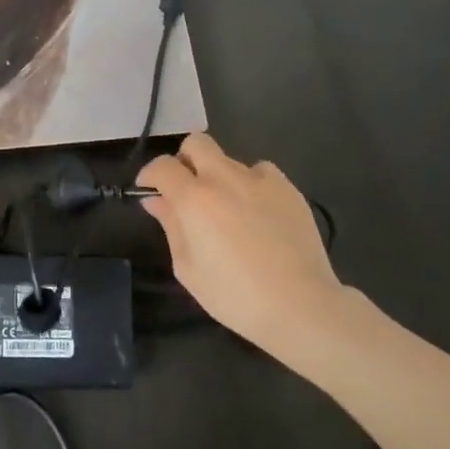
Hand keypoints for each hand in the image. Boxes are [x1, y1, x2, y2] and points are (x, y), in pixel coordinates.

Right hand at [138, 134, 346, 363]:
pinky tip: (257, 212)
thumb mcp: (187, 267)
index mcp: (194, 198)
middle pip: (196, 143)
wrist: (300, 305)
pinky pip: (261, 172)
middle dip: (185, 160)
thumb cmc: (234, 295)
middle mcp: (224, 178)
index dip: (150, 175)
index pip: (162, 166)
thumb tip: (156, 200)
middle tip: (187, 189)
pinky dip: (252, 184)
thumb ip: (170, 226)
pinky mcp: (287, 188)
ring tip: (229, 209)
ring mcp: (259, 180)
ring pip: (229, 160)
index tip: (149, 190)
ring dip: (220, 177)